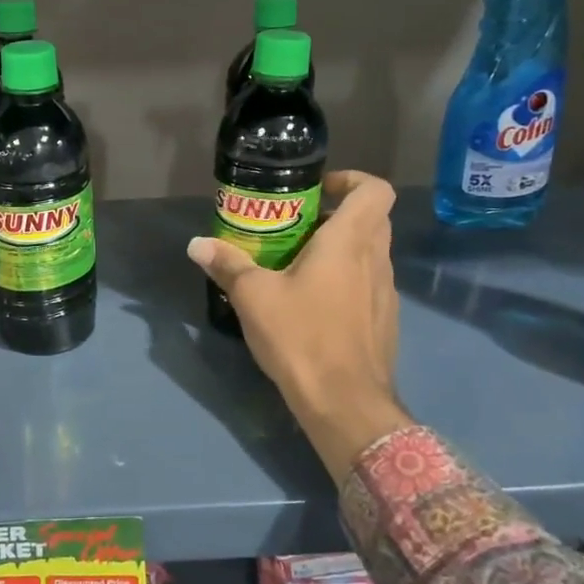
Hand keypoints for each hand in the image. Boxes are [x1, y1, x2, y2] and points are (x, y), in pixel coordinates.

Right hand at [187, 171, 410, 479]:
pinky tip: (314, 306)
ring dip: (342, 250)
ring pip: (371, 254)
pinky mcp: (384, 322)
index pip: (375, 190)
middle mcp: (376, 261)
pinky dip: (346, 281)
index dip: (352, 180)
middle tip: (300, 226)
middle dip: (339, 214)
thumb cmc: (301, 337)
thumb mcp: (253, 297)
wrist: (345, 404)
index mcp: (350, 242)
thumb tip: (197, 244)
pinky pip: (368, 285)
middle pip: (373, 219)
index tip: (319, 191)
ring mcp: (386, 294)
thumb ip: (228, 265)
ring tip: (300, 266)